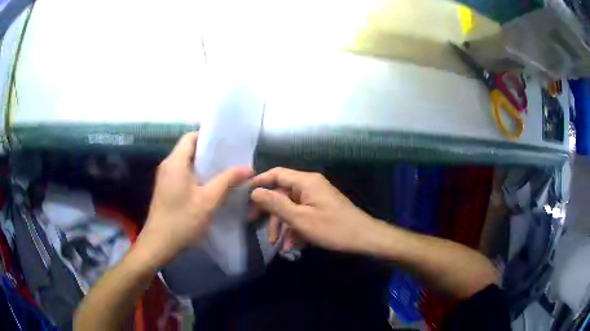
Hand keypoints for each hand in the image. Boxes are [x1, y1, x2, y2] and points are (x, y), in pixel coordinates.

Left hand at [137, 132, 252, 267]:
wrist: (159, 243)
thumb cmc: (182, 219)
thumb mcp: (208, 200)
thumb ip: (227, 181)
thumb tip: (247, 168)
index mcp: (176, 161)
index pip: (191, 136)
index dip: (208, 135)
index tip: (226, 142)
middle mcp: (168, 165)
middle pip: (189, 149)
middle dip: (210, 151)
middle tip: (230, 157)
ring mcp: (166, 177)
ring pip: (187, 163)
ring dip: (204, 165)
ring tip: (225, 170)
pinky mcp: (166, 189)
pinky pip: (183, 174)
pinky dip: (197, 175)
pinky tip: (211, 186)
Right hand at [250, 167, 381, 253]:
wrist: (364, 238)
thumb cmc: (333, 228)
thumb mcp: (300, 219)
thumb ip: (275, 204)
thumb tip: (254, 192)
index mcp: (305, 181)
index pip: (276, 174)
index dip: (259, 182)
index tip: (244, 195)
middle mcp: (310, 185)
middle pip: (282, 193)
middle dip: (270, 212)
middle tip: (254, 224)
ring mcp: (316, 198)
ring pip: (291, 208)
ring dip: (283, 226)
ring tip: (279, 245)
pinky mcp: (321, 209)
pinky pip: (302, 215)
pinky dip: (295, 229)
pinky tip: (293, 246)